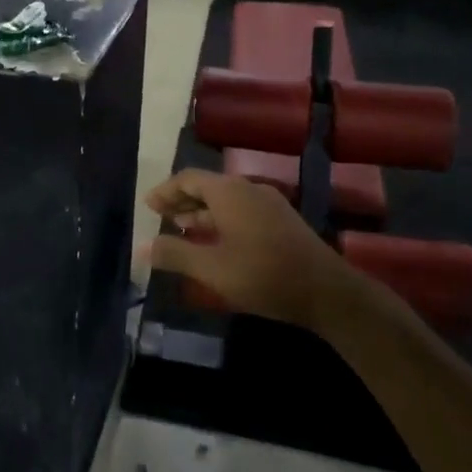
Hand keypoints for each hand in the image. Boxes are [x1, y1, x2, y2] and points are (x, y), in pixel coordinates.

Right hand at [136, 169, 382, 330]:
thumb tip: (143, 247)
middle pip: (207, 186)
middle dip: (182, 200)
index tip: (148, 205)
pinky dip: (220, 220)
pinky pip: (241, 210)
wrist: (328, 292)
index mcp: (229, 192)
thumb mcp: (212, 268)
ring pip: (226, 200)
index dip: (165, 191)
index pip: (188, 179)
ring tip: (181, 229)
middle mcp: (248, 189)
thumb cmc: (263, 275)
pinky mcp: (282, 221)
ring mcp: (269, 204)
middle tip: (160, 216)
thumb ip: (175, 254)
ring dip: (201, 212)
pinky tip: (215, 242)